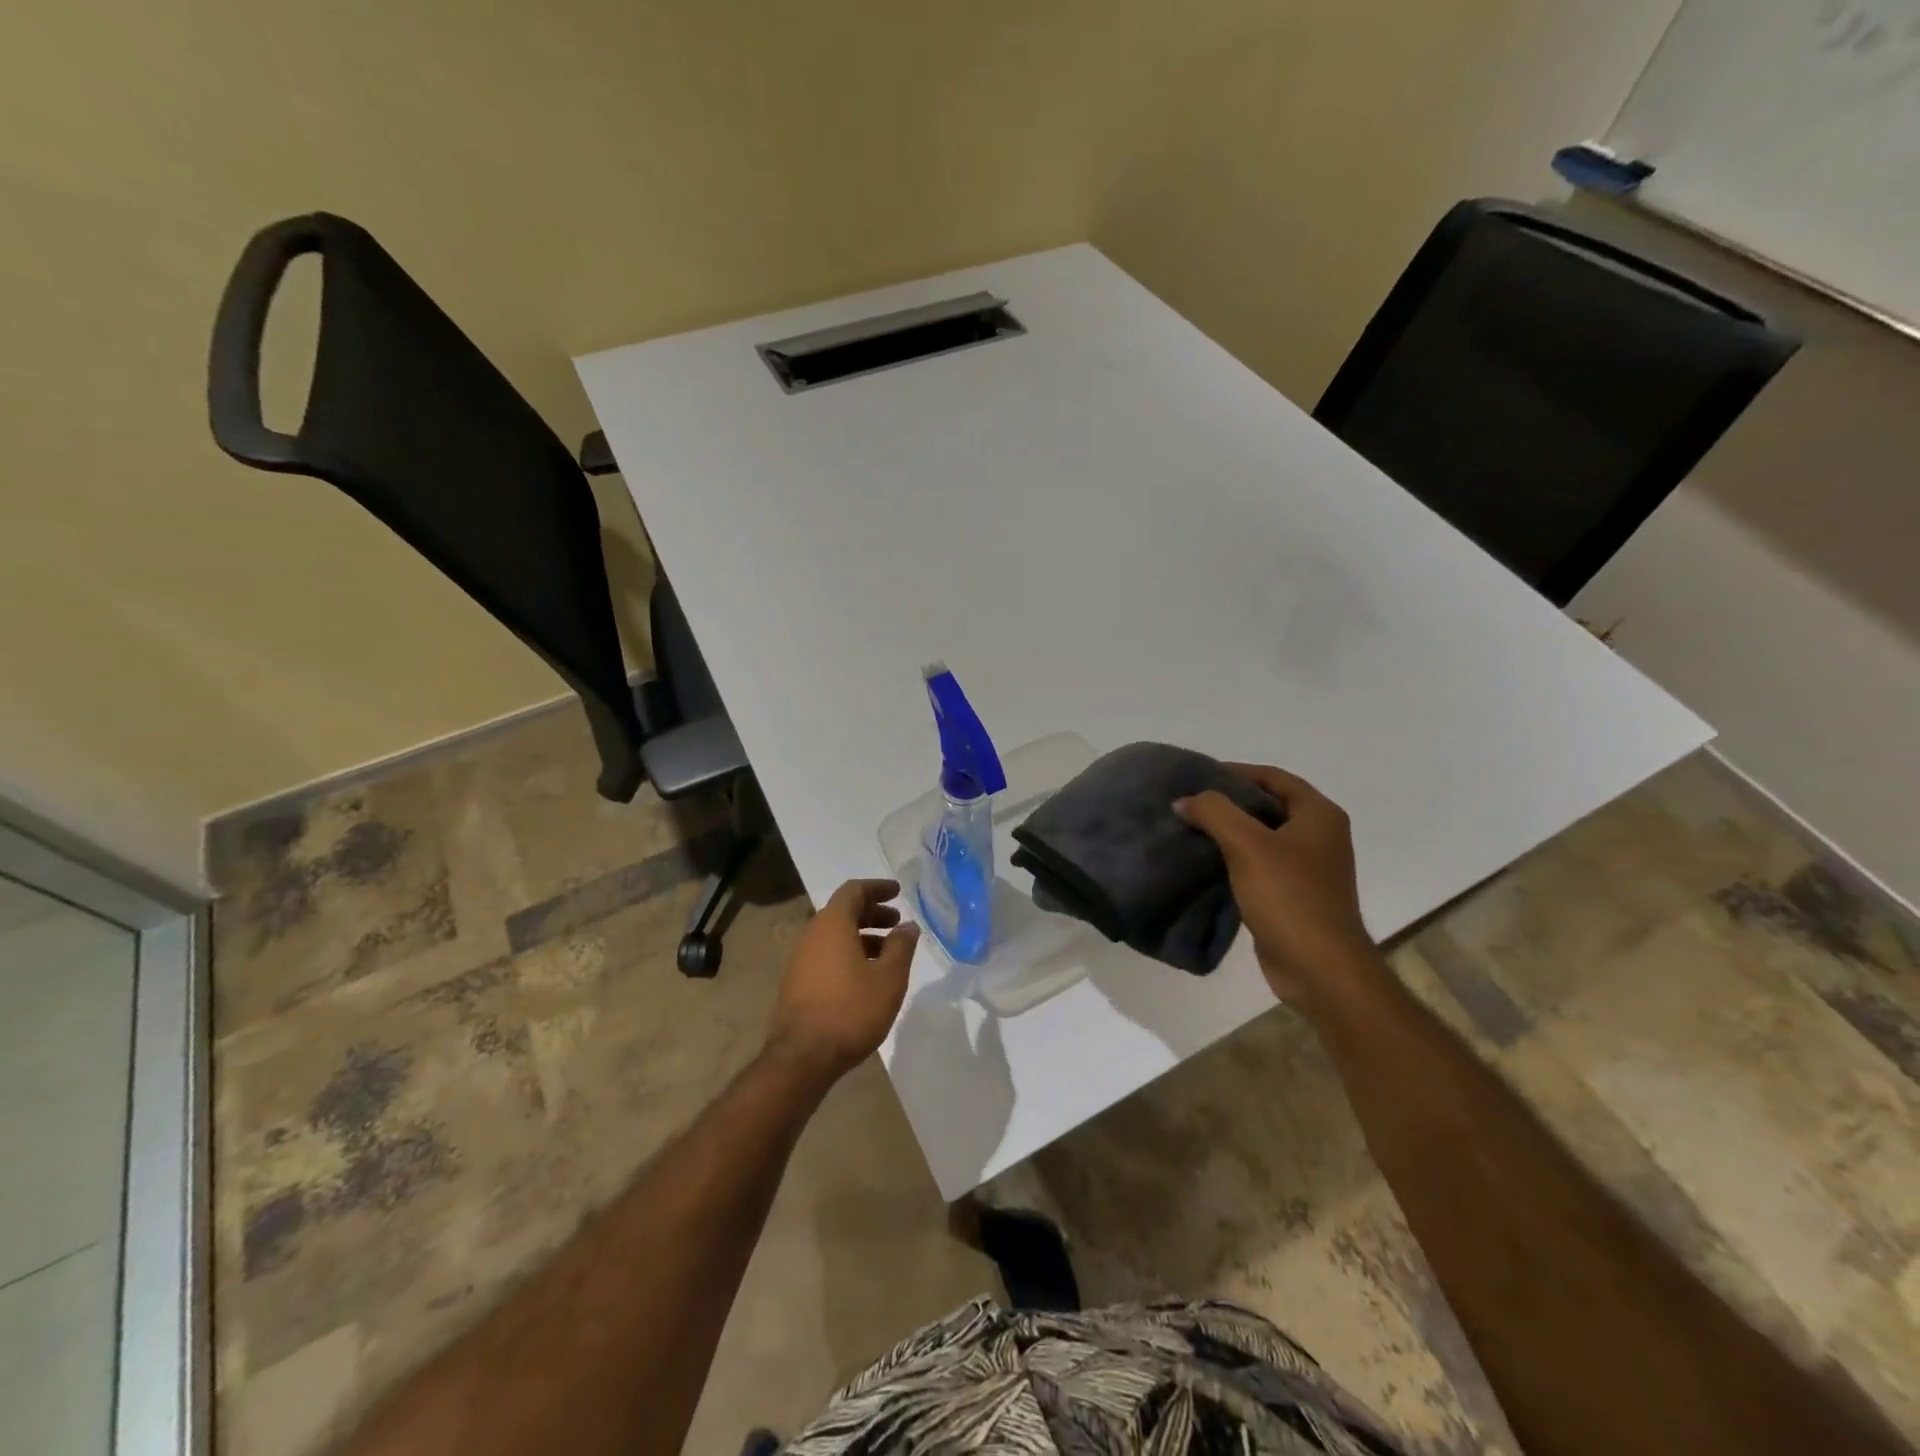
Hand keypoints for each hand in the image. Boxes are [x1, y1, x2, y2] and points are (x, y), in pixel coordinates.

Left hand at [765, 879, 919, 1079]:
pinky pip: (827, 955)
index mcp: (832, 924)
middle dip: (872, 913)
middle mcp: (812, 934)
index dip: (877, 888)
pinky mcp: (797, 983)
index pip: (854, 890)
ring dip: (862, 936)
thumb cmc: (851, 1010)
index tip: (898, 892)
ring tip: (888, 953)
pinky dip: (849, 954)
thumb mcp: (888, 978)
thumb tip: (908, 926)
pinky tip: (867, 976)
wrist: (802, 1057)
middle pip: (843, 912)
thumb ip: (901, 947)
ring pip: (835, 935)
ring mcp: (800, 959)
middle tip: (897, 923)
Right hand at [1175, 765, 1377, 1008]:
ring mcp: (1308, 868)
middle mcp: (1318, 835)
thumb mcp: (1248, 845)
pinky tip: (1203, 863)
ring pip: (1260, 836)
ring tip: (1188, 829)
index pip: (1272, 777)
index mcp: (1318, 815)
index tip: (1196, 776)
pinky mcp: (1293, 895)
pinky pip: (1258, 865)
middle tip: (1187, 803)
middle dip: (1227, 802)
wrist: (1320, 969)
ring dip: (1227, 832)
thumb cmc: (1290, 898)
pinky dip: (1232, 859)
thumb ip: (1215, 813)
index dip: (1235, 771)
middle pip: (1266, 805)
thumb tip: (1185, 800)